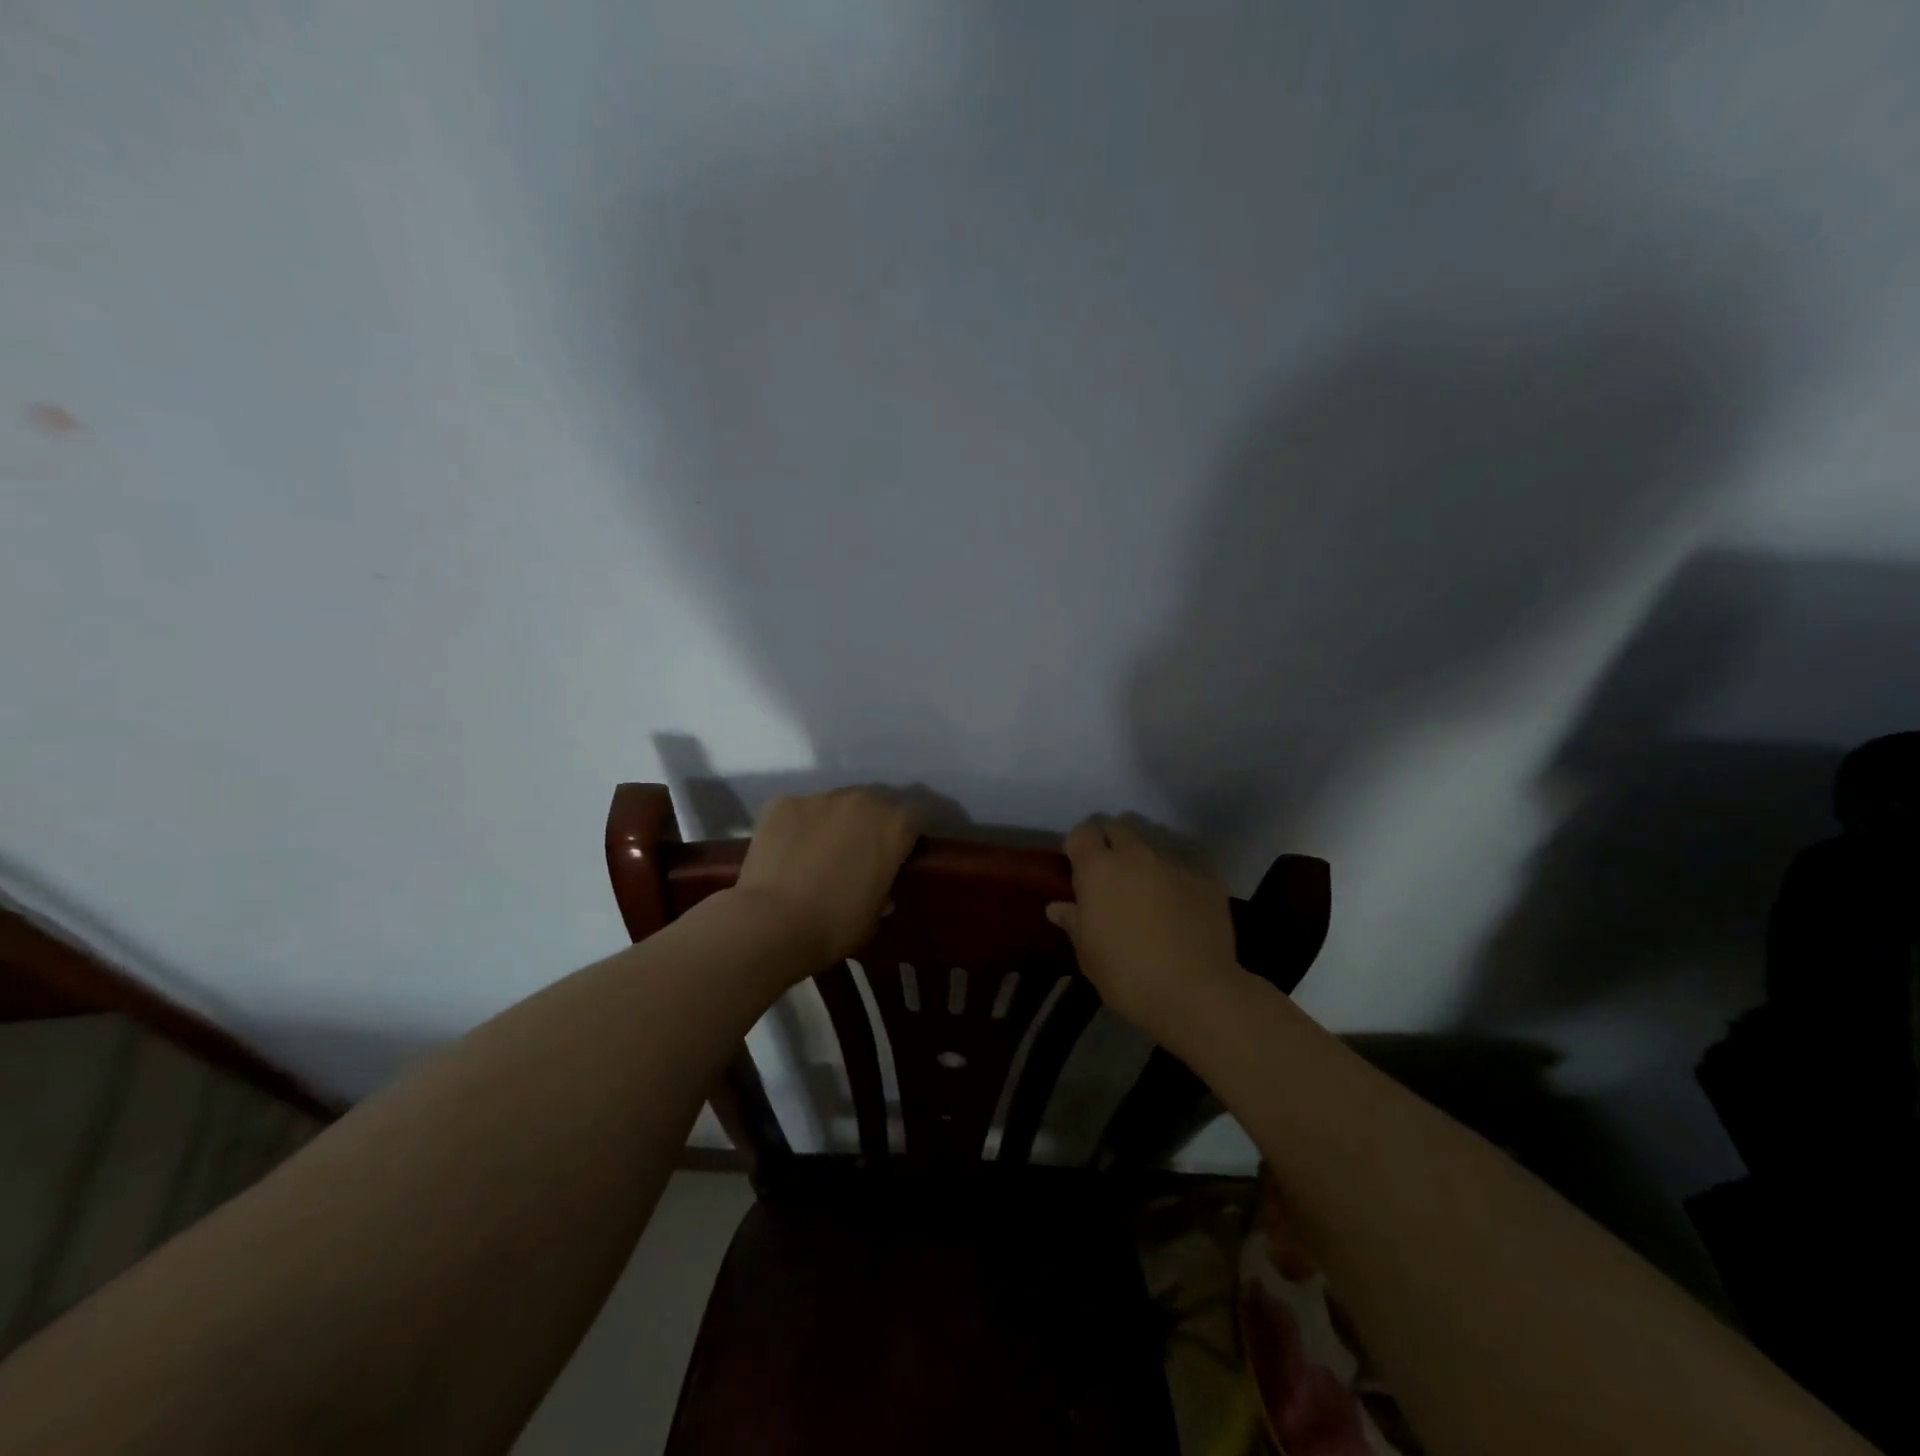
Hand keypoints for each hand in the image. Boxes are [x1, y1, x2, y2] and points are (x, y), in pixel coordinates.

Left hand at [733, 789, 920, 971]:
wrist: (772, 924)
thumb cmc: (834, 926)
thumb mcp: (875, 918)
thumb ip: (883, 894)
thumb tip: (879, 892)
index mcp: (894, 826)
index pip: (914, 820)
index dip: (905, 839)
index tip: (896, 858)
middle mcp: (862, 800)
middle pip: (873, 805)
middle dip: (869, 825)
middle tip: (855, 855)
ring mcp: (819, 798)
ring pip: (834, 805)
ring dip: (832, 823)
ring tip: (816, 853)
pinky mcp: (783, 803)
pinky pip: (798, 811)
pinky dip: (797, 827)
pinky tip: (786, 853)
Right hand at [1047, 817, 1241, 1033]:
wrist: (1196, 993)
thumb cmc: (1127, 974)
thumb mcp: (1088, 954)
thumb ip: (1074, 922)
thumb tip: (1058, 907)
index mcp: (1098, 868)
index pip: (1082, 832)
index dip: (1078, 845)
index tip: (1078, 866)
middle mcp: (1136, 855)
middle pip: (1119, 828)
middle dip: (1111, 844)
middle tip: (1111, 876)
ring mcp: (1175, 863)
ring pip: (1153, 849)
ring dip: (1145, 864)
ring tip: (1149, 897)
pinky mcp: (1207, 879)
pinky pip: (1184, 871)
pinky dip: (1177, 884)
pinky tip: (1181, 914)